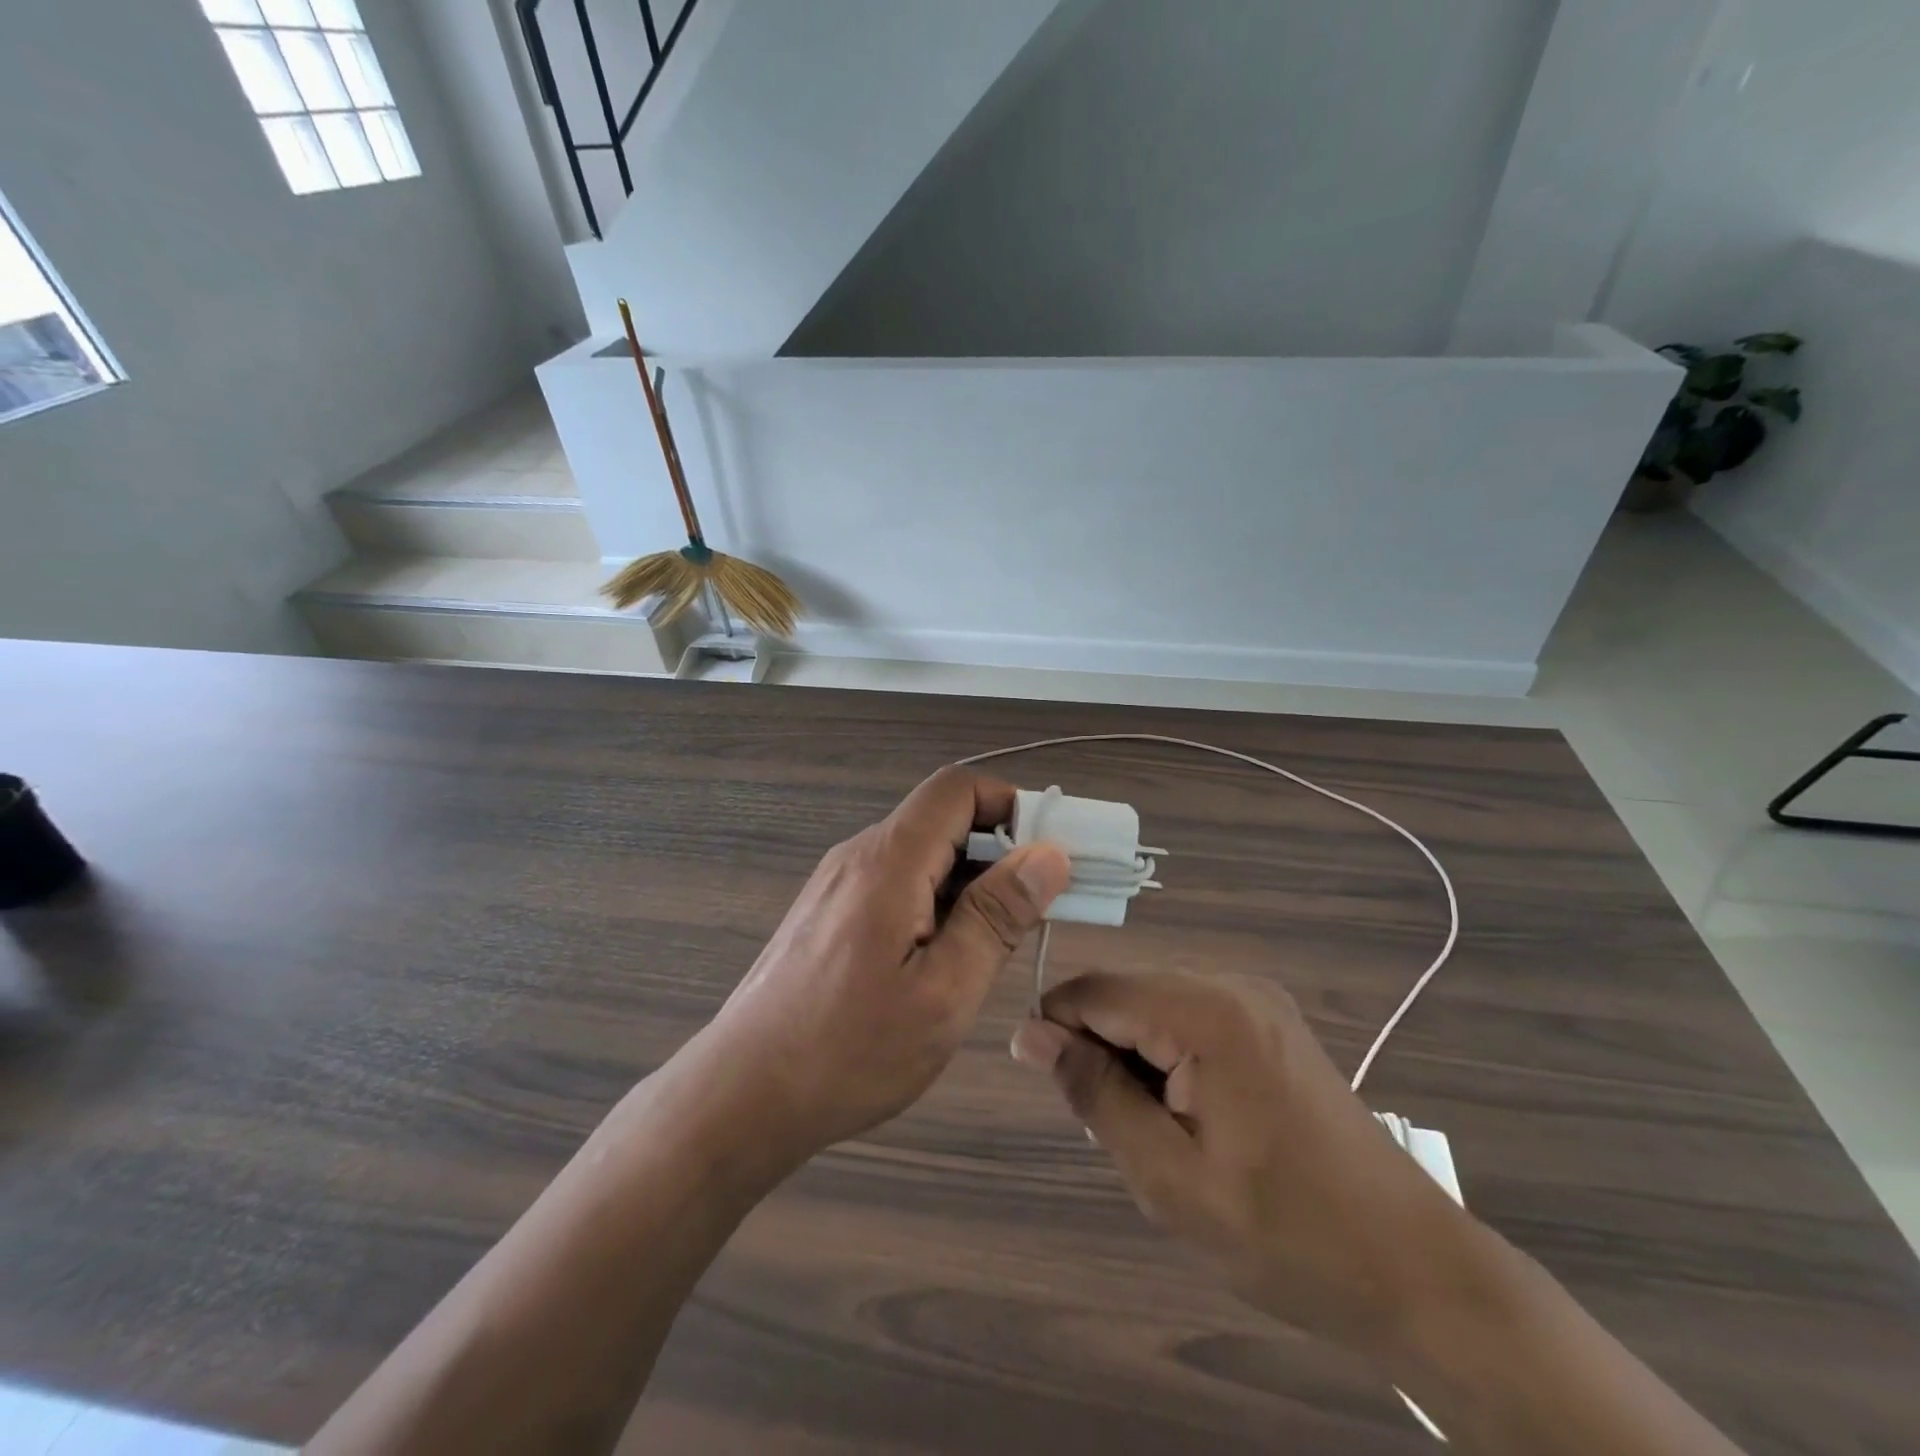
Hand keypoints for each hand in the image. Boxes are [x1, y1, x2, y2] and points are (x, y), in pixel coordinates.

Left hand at [700, 767, 1070, 1164]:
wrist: (742, 1095)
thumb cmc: (849, 1051)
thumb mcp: (943, 992)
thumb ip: (996, 916)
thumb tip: (1049, 854)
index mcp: (889, 860)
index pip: (957, 789)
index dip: (1011, 805)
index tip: (1048, 856)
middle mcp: (860, 856)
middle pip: (941, 819)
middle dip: (1000, 849)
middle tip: (1038, 908)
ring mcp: (839, 883)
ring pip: (921, 854)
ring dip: (970, 881)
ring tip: (1000, 941)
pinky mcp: (831, 912)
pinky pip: (897, 883)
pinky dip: (937, 901)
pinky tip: (948, 956)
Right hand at [1010, 971, 1472, 1355]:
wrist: (1416, 1271)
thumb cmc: (1287, 1234)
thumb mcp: (1169, 1177)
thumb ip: (1094, 1093)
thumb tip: (1027, 1033)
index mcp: (1207, 1012)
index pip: (1095, 990)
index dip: (1057, 1031)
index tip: (1055, 1093)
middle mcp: (1231, 985)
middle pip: (1124, 994)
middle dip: (1101, 1052)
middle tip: (1119, 1135)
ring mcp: (1256, 1000)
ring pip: (1152, 1006)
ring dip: (1133, 1060)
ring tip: (1160, 1136)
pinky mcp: (1270, 1022)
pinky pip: (1187, 1019)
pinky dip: (1167, 1060)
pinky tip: (1191, 1119)